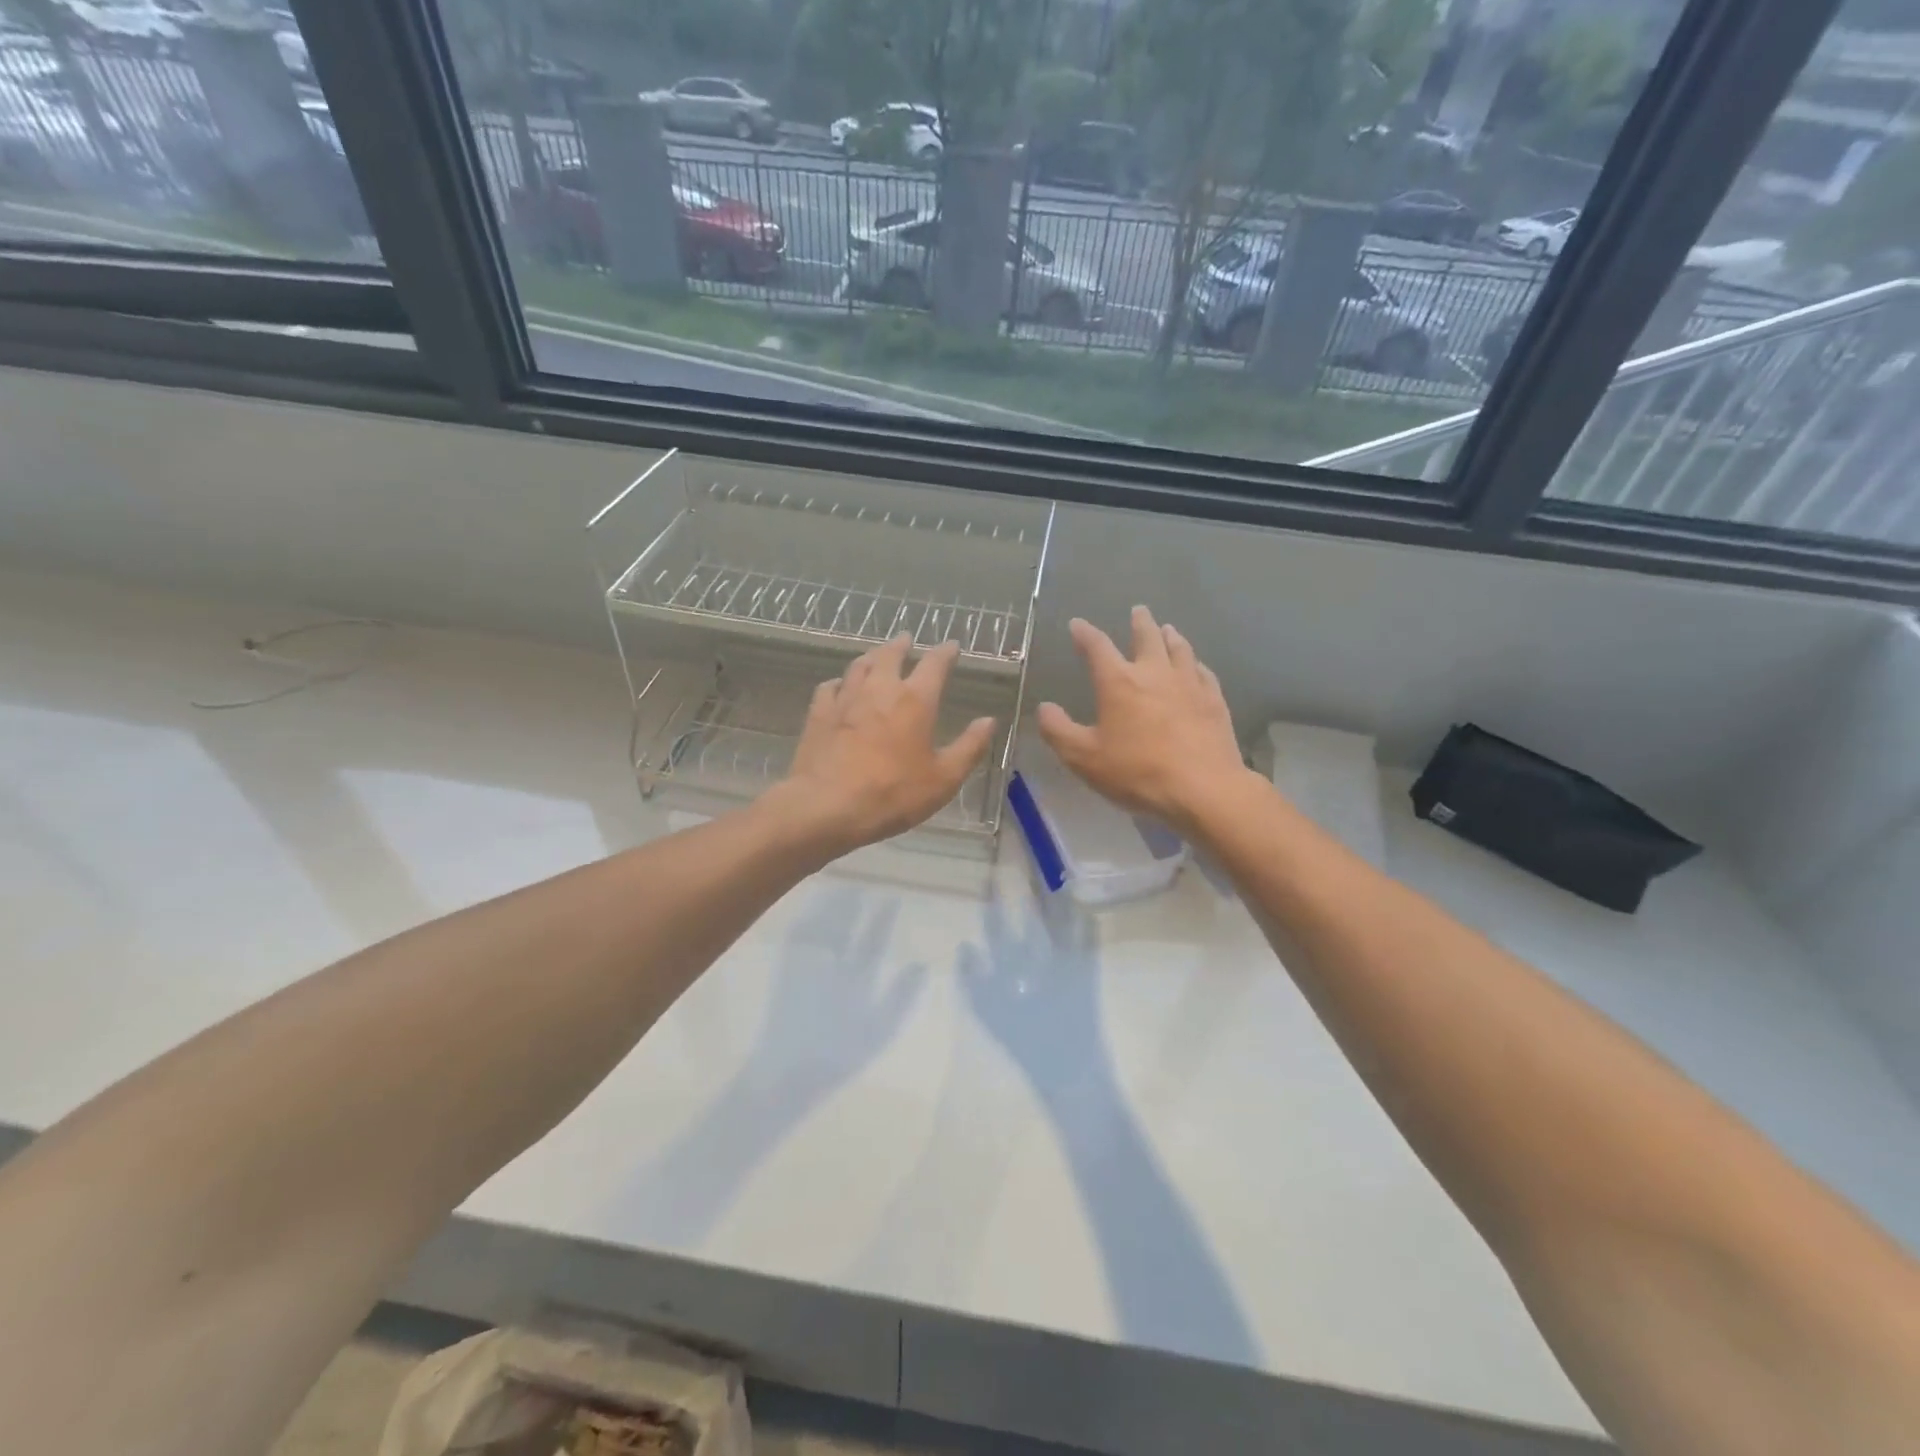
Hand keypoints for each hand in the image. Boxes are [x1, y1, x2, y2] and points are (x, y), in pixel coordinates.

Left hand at [773, 634, 994, 854]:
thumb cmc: (893, 794)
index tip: (952, 645)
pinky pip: (830, 687)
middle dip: (901, 645)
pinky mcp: (819, 714)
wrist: (827, 806)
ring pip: (858, 665)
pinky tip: (839, 686)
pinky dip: (839, 682)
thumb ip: (969, 747)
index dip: (946, 652)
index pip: (935, 664)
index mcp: (915, 701)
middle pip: (890, 655)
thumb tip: (989, 721)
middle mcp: (880, 689)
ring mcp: (846, 699)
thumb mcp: (944, 779)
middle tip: (906, 639)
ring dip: (871, 656)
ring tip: (876, 655)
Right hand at [1037, 606, 1251, 837]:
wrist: (1203, 788)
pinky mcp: (1214, 701)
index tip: (1077, 624)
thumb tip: (1045, 708)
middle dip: (1139, 622)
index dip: (1085, 634)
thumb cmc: (1137, 772)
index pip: (1097, 647)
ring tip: (1168, 629)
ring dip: (1170, 636)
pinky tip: (1197, 667)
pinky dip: (1195, 664)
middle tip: (1138, 610)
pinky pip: (1204, 672)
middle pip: (1147, 637)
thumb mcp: (1084, 758)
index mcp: (1118, 682)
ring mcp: (1189, 684)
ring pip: (1179, 649)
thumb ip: (1059, 731)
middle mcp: (1154, 673)